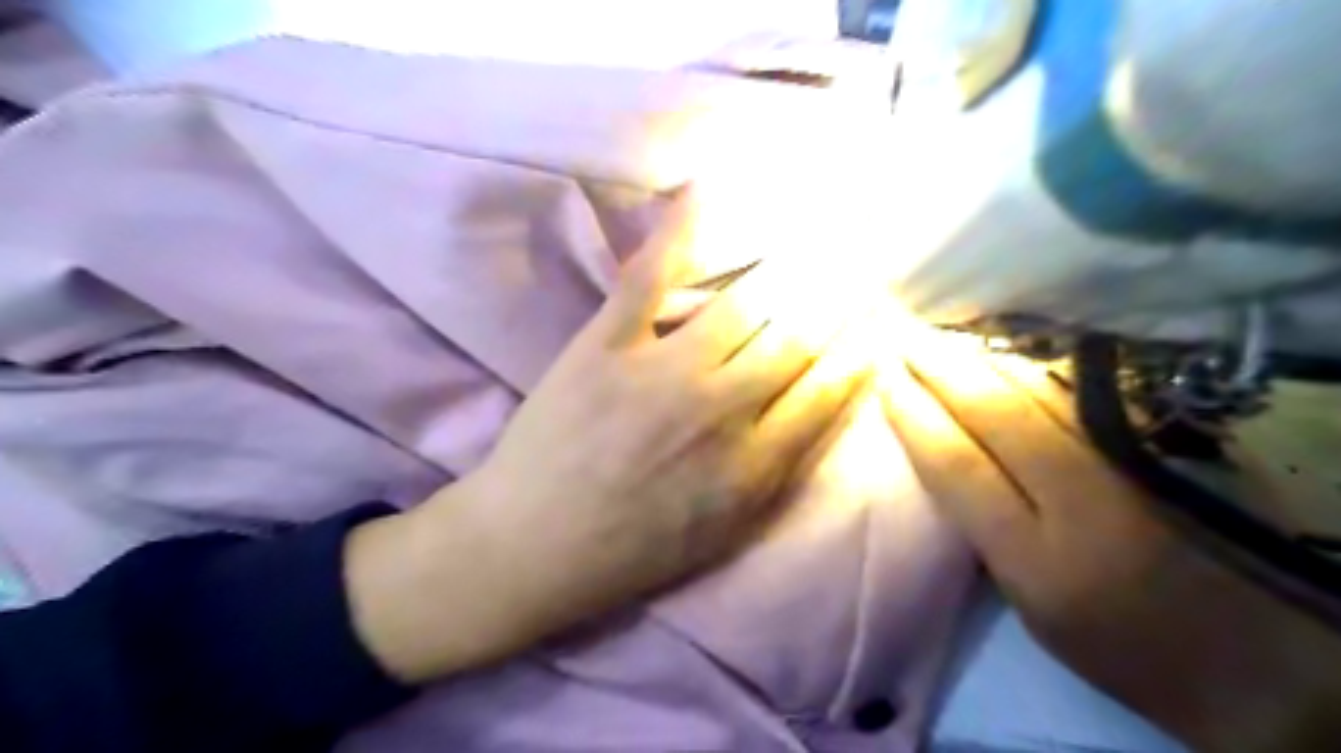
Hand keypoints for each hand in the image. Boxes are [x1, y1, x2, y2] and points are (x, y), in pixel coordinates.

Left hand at [340, 192, 883, 685]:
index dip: (858, 349)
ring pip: (743, 303)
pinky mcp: (605, 344)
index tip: (877, 320)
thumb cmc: (631, 549)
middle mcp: (719, 409)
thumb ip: (776, 475)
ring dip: (788, 267)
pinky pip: (649, 277)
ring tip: (813, 237)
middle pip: (796, 337)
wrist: (532, 545)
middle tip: (856, 264)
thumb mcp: (722, 533)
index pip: (826, 389)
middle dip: (835, 297)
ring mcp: (660, 370)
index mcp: (751, 463)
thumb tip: (820, 413)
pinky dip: (680, 229)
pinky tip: (709, 188)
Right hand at [882, 336, 1339, 752]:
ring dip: (984, 359)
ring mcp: (1137, 466)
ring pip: (1043, 392)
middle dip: (942, 370)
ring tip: (944, 337)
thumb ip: (987, 530)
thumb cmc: (1122, 645)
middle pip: (998, 415)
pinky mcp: (1173, 447)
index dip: (915, 417)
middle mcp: (1088, 503)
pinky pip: (1084, 394)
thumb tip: (947, 454)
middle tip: (905, 338)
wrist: (1261, 661)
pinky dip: (1034, 369)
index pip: (958, 467)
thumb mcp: (1031, 609)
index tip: (886, 384)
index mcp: (1041, 562)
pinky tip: (1007, 354)